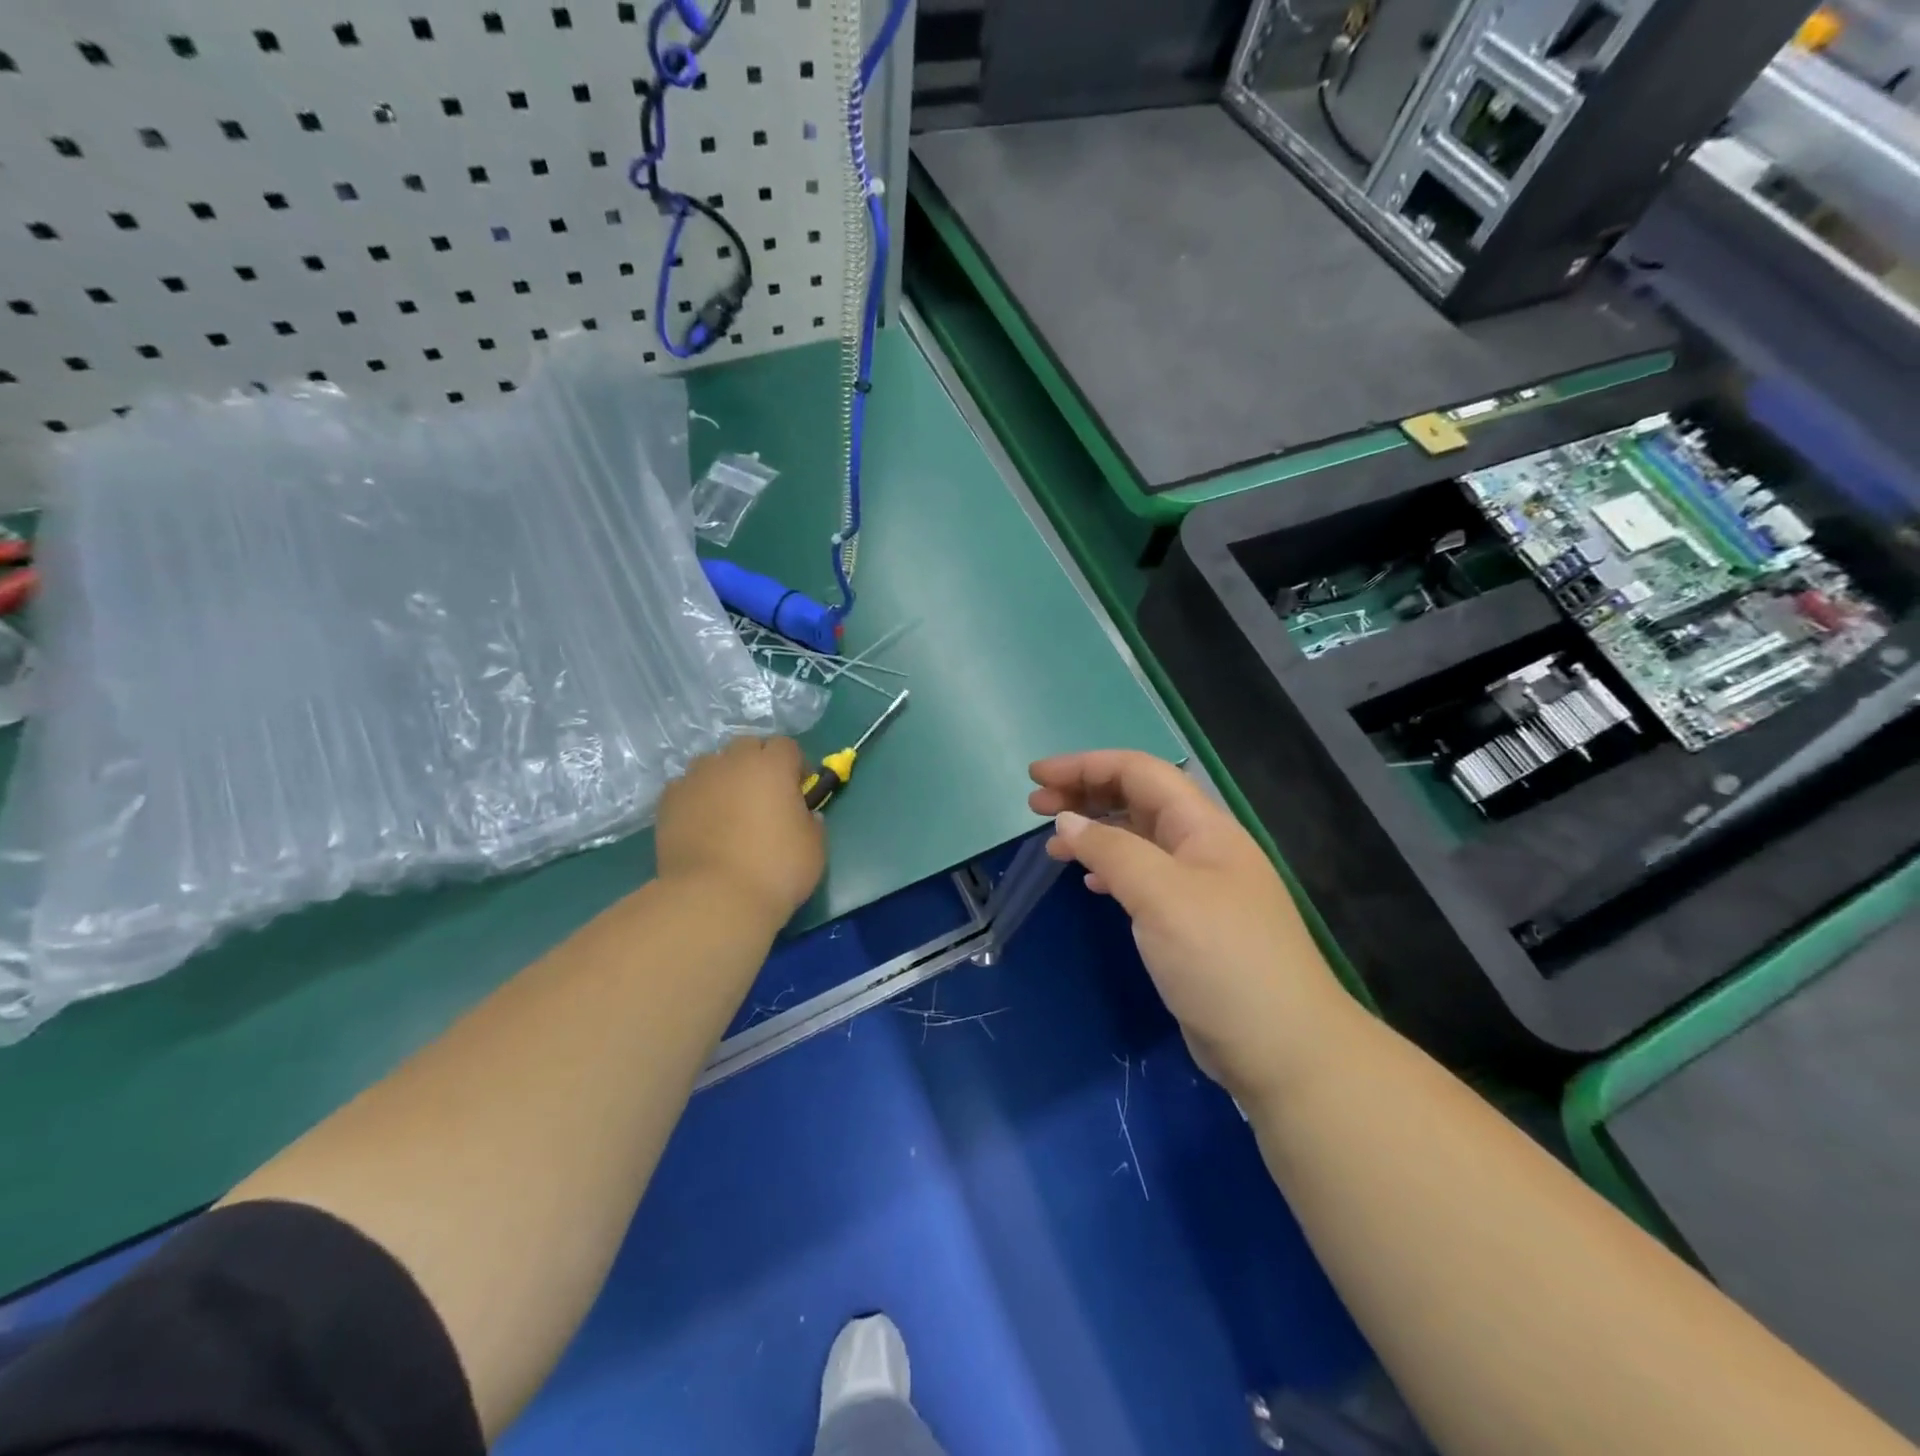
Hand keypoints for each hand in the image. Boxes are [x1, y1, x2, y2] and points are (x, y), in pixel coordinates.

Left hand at [657, 737, 824, 928]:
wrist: (714, 899)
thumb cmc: (776, 870)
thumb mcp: (815, 847)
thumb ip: (811, 821)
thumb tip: (804, 815)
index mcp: (772, 766)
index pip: (786, 746)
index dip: (796, 766)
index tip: (799, 792)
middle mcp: (732, 762)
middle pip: (747, 746)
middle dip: (758, 764)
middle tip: (764, 798)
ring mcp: (695, 779)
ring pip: (713, 764)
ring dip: (724, 778)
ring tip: (728, 810)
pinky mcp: (668, 801)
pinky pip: (686, 788)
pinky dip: (696, 797)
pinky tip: (701, 824)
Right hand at [1029, 751, 1355, 1103]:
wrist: (1282, 1048)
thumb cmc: (1222, 959)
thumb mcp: (1161, 895)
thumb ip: (1111, 850)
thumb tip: (1067, 821)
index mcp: (1202, 826)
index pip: (1139, 772)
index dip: (1085, 765)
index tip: (1036, 775)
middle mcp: (1201, 847)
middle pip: (1137, 799)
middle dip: (1086, 793)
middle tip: (1035, 806)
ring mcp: (1197, 887)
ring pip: (1137, 839)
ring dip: (1094, 831)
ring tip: (1052, 844)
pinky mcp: (1189, 924)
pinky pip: (1141, 878)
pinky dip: (1110, 870)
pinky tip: (1090, 882)